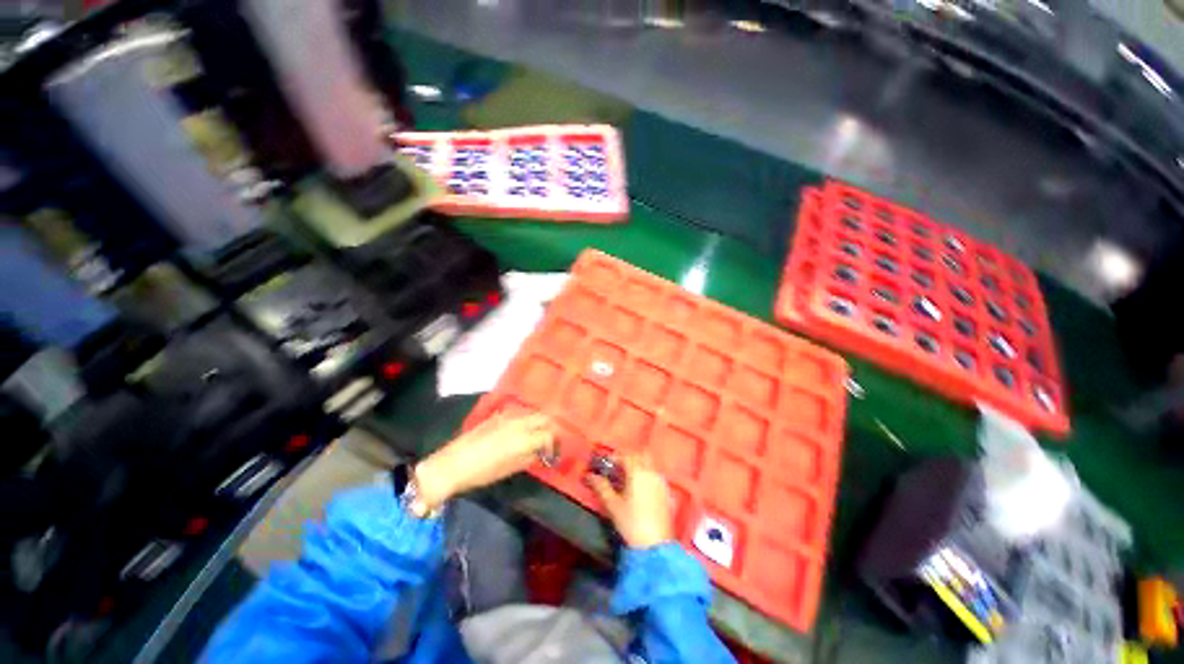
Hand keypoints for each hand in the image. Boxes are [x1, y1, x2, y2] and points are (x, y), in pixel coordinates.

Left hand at [414, 413, 555, 509]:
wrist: (453, 464)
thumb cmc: (482, 472)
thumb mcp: (510, 469)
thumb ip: (529, 458)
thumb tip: (540, 453)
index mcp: (523, 439)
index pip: (548, 435)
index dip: (553, 445)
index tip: (550, 454)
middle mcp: (519, 423)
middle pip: (544, 418)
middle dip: (549, 428)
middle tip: (546, 442)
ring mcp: (508, 416)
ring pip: (532, 413)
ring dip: (538, 423)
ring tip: (534, 436)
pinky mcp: (498, 415)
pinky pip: (519, 413)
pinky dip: (525, 420)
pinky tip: (519, 432)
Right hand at [589, 453, 674, 549]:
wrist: (656, 546)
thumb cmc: (631, 523)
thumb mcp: (612, 505)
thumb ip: (601, 487)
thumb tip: (590, 475)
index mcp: (638, 472)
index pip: (625, 456)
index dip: (614, 458)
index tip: (606, 465)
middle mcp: (652, 472)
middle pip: (640, 456)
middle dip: (628, 459)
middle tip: (617, 469)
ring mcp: (661, 482)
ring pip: (649, 465)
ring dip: (639, 466)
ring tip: (627, 479)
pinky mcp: (667, 493)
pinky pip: (656, 476)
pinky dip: (647, 476)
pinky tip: (640, 489)